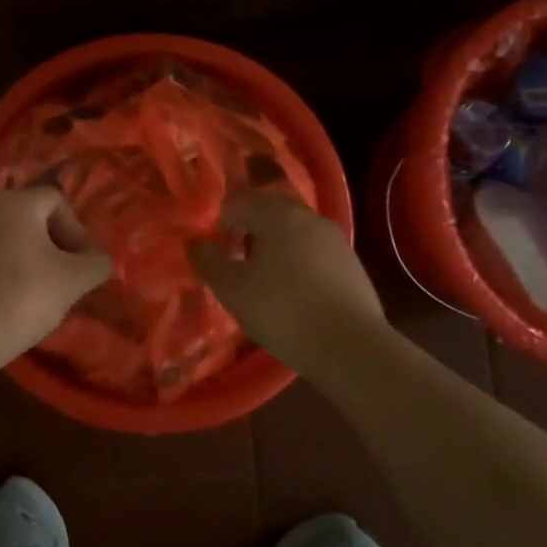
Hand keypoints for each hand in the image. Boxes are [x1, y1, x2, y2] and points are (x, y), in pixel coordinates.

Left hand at [0, 188, 112, 364]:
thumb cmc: (22, 297)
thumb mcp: (73, 280)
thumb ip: (96, 263)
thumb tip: (99, 260)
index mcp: (16, 202)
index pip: (57, 200)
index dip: (77, 231)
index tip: (83, 265)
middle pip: (34, 217)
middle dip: (57, 245)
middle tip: (69, 277)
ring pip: (13, 237)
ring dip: (35, 258)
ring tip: (45, 291)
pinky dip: (10, 269)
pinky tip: (17, 299)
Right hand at [187, 192, 384, 369]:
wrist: (349, 346)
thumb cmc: (282, 311)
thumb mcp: (233, 290)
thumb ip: (208, 260)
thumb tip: (195, 242)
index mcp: (276, 215)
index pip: (241, 201)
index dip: (223, 220)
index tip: (218, 247)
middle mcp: (307, 216)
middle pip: (271, 209)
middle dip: (251, 226)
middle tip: (238, 256)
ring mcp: (334, 237)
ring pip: (295, 228)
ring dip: (276, 241)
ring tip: (265, 274)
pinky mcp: (351, 261)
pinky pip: (315, 247)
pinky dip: (299, 257)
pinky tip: (295, 287)